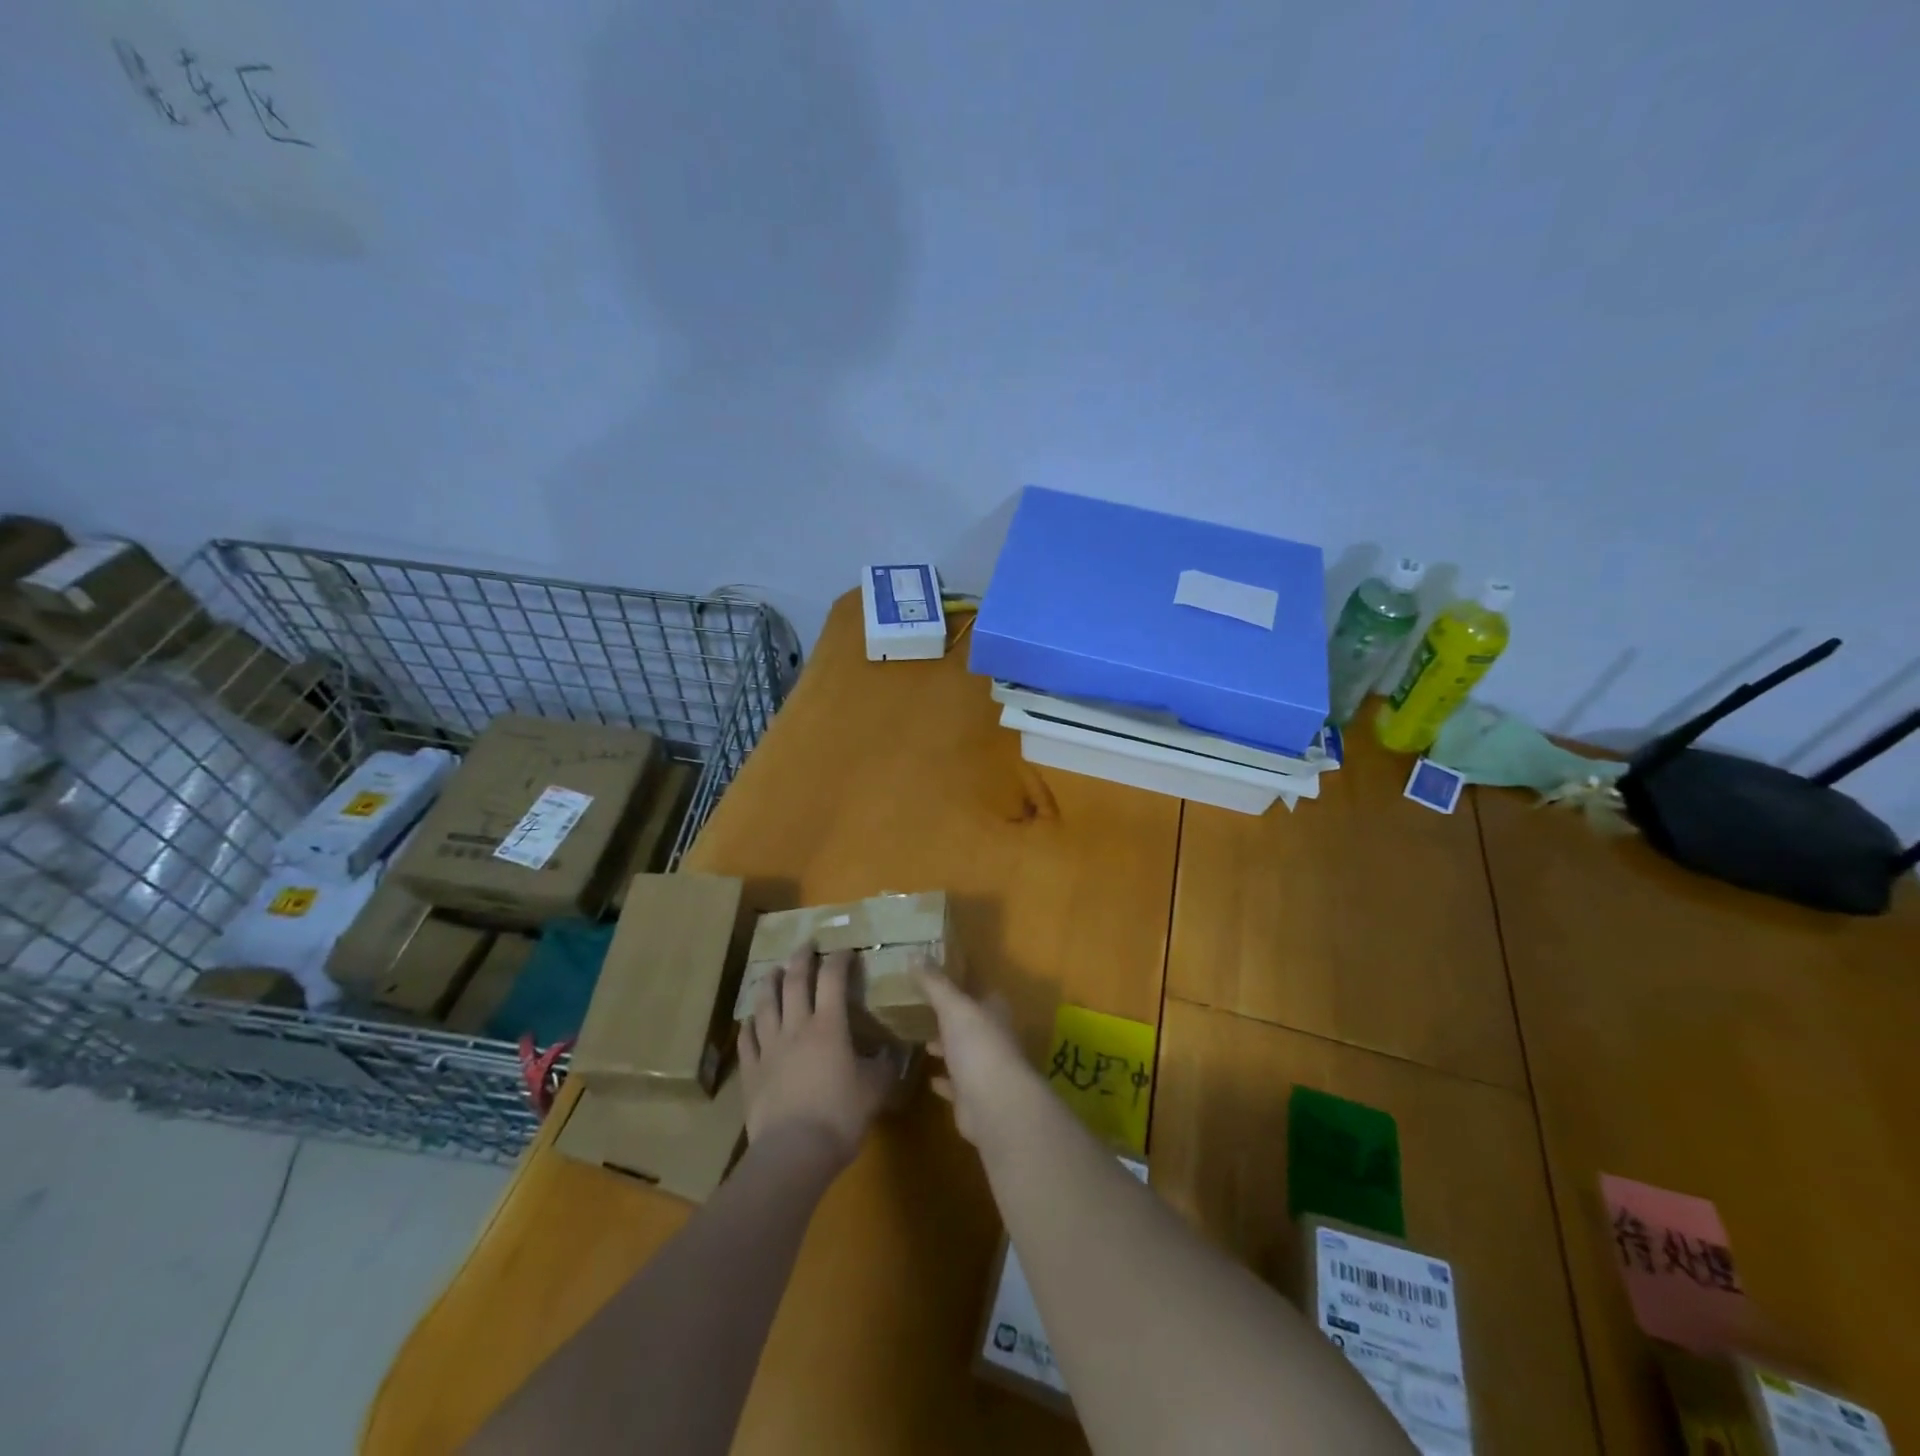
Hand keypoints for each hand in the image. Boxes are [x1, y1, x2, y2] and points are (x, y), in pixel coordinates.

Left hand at [739, 947, 896, 1166]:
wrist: (793, 1153)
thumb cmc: (840, 1116)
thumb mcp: (874, 1090)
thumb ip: (883, 1066)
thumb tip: (891, 1052)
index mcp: (829, 1026)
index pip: (833, 979)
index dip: (839, 960)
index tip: (846, 950)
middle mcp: (796, 1027)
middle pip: (794, 982)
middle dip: (801, 959)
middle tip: (805, 945)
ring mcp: (769, 1049)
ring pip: (765, 1005)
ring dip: (769, 983)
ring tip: (771, 971)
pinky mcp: (751, 1072)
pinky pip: (747, 1040)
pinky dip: (748, 1025)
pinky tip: (750, 1020)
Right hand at [915, 964, 1031, 1150]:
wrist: (994, 1104)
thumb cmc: (977, 1045)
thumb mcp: (953, 1006)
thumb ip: (935, 983)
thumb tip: (914, 952)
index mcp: (993, 1012)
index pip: (981, 994)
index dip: (964, 988)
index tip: (941, 983)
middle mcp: (993, 1038)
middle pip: (972, 1024)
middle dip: (953, 1020)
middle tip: (926, 1012)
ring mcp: (986, 1069)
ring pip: (964, 1054)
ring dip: (948, 1049)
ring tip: (924, 1043)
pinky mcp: (974, 1098)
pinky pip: (957, 1086)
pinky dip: (945, 1082)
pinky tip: (930, 1079)